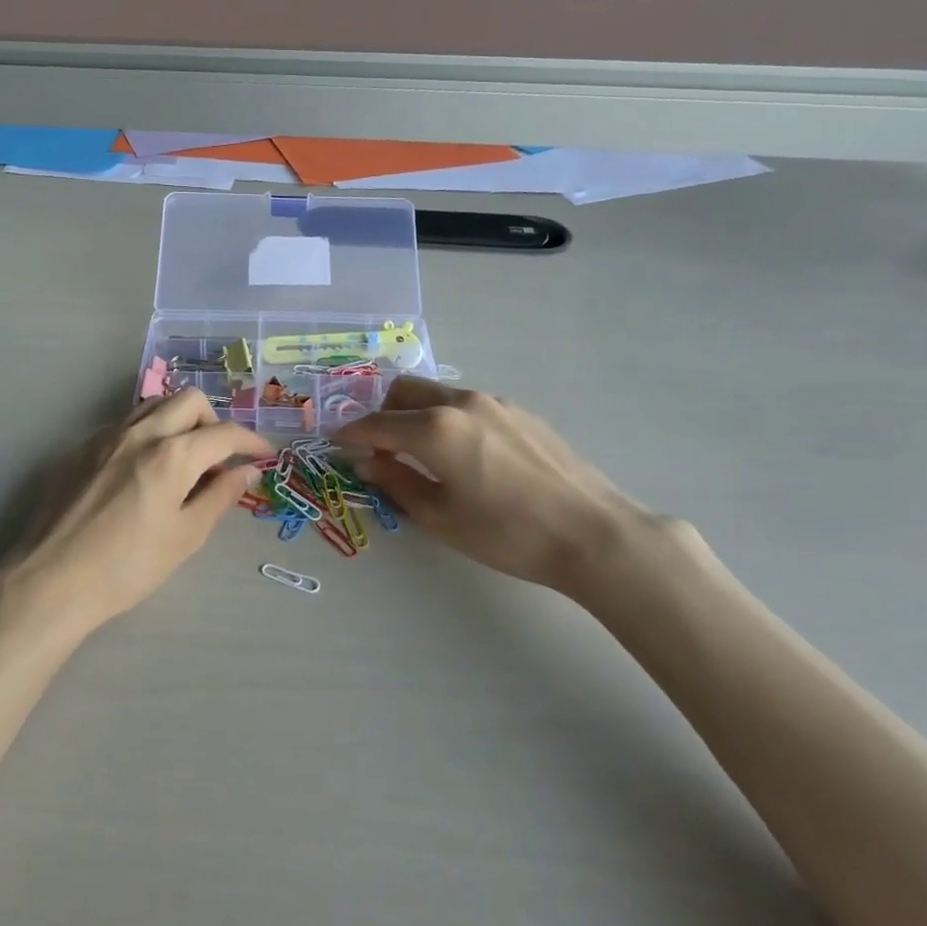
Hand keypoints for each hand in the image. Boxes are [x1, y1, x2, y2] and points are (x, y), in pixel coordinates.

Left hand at [5, 390, 269, 635]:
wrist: (52, 579)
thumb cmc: (127, 567)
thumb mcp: (185, 537)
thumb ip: (219, 497)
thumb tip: (246, 472)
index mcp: (172, 454)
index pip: (224, 433)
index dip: (251, 442)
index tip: (263, 456)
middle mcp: (141, 432)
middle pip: (189, 401)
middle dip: (214, 421)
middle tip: (219, 457)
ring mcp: (106, 436)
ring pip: (154, 405)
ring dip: (180, 420)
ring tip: (184, 459)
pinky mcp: (82, 449)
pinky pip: (126, 423)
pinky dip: (149, 432)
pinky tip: (144, 469)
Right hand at [333, 377, 659, 603]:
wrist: (592, 532)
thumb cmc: (507, 533)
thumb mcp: (440, 516)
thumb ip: (396, 482)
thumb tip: (367, 461)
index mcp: (434, 427)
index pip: (376, 423)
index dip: (350, 433)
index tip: (334, 441)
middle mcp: (461, 402)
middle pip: (403, 392)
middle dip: (380, 413)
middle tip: (374, 446)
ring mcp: (494, 403)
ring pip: (436, 394)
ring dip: (413, 413)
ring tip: (415, 450)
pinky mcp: (520, 412)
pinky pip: (466, 405)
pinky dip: (445, 418)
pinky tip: (459, 452)